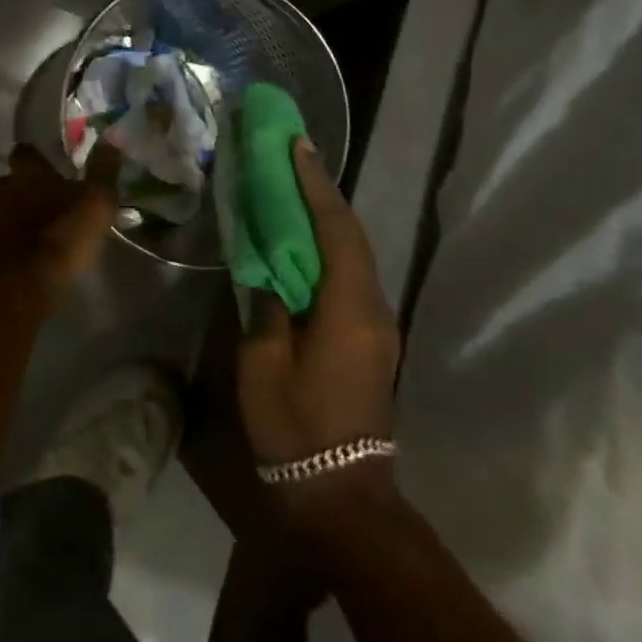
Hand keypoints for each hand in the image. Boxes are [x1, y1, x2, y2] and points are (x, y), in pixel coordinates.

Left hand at [0, 142, 120, 299]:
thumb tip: (113, 135)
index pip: (26, 153)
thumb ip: (103, 172)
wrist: (11, 292)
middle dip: (22, 192)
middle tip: (45, 208)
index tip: (47, 166)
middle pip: (7, 182)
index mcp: (26, 175)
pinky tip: (16, 261)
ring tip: (31, 237)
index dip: (35, 158)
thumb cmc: (57, 242)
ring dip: (9, 219)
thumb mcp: (94, 206)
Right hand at [236, 137, 402, 525]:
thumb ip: (266, 307)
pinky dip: (329, 247)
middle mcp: (373, 308)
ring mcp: (377, 325)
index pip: (335, 230)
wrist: (341, 496)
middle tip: (295, 155)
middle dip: (324, 191)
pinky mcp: (370, 340)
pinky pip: (350, 276)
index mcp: (348, 309)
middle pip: (352, 235)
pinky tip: (305, 240)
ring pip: (355, 253)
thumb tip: (268, 272)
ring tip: (296, 187)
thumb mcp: (263, 365)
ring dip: (328, 217)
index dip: (315, 184)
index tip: (298, 145)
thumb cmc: (296, 428)